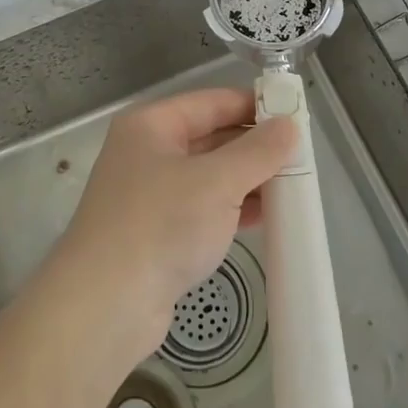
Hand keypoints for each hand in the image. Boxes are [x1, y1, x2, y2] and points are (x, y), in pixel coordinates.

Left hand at [55, 89, 295, 361]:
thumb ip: (257, 152)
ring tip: (295, 187)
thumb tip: (289, 125)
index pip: (211, 102)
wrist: (105, 305)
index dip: (253, 106)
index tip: (295, 116)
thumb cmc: (160, 225)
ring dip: (248, 180)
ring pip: (209, 176)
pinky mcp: (157, 233)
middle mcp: (148, 152)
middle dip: (254, 147)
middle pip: (211, 137)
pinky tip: (268, 217)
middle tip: (302, 156)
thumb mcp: (216, 182)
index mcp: (152, 125)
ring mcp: (150, 194)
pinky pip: (204, 208)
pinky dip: (234, 209)